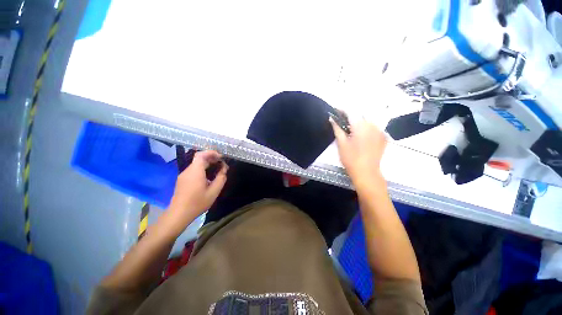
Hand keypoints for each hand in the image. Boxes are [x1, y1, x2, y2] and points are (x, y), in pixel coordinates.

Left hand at [165, 150, 227, 231]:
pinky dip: (202, 169)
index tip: (221, 157)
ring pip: (196, 164)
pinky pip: (193, 170)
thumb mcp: (214, 192)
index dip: (211, 153)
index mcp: (195, 172)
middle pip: (199, 158)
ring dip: (207, 164)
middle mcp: (188, 171)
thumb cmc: (197, 203)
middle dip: (211, 158)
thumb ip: (221, 178)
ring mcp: (183, 175)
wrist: (179, 214)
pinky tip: (208, 176)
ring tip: (217, 169)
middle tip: (221, 163)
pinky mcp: (182, 180)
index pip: (201, 155)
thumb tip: (224, 169)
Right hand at [330, 117, 386, 187]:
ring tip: (352, 130)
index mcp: (361, 125)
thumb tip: (331, 118)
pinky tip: (362, 136)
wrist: (366, 172)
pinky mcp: (384, 137)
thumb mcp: (341, 143)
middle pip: (360, 115)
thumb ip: (337, 128)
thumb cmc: (351, 158)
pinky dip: (367, 128)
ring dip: (359, 122)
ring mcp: (381, 131)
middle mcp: (373, 125)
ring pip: (368, 121)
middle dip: (351, 117)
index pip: (351, 111)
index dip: (342, 110)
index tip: (335, 111)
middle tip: (343, 123)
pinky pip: (375, 128)